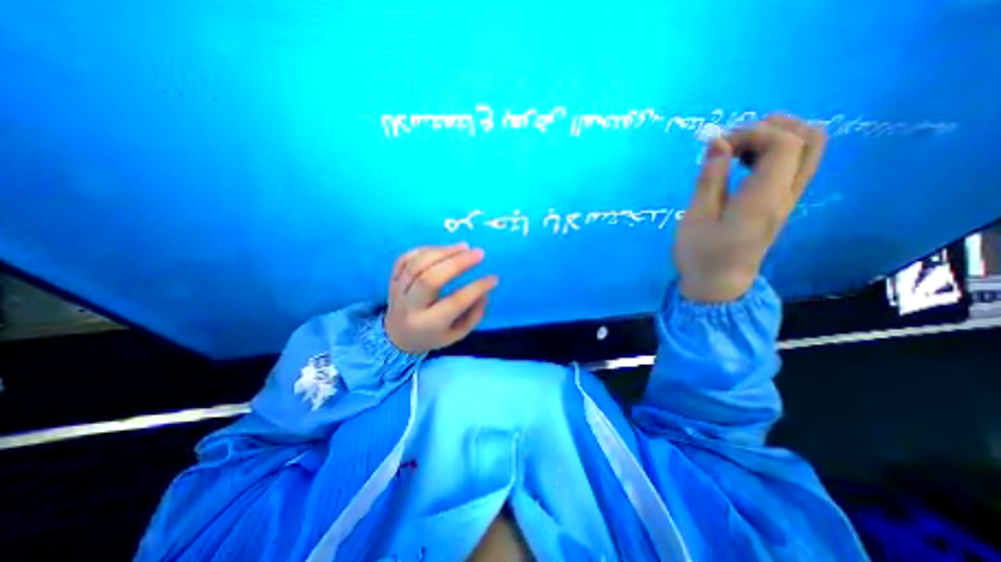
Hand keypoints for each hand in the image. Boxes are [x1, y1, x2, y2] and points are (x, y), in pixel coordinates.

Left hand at [384, 244, 498, 352]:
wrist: (398, 336)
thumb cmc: (432, 335)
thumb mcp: (456, 334)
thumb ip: (473, 316)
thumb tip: (484, 292)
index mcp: (428, 324)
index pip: (455, 302)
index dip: (476, 288)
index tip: (494, 278)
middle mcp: (410, 307)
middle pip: (431, 278)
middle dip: (458, 263)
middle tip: (479, 253)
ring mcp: (398, 291)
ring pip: (417, 265)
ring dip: (443, 252)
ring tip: (464, 246)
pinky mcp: (392, 279)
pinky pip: (405, 258)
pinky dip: (425, 250)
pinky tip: (443, 249)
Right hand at [675, 111, 823, 301]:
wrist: (717, 285)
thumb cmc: (700, 254)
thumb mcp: (696, 217)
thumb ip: (710, 178)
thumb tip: (718, 142)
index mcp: (764, 198)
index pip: (784, 143)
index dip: (753, 132)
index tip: (717, 144)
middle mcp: (786, 194)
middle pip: (810, 138)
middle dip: (772, 127)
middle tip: (733, 140)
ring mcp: (787, 200)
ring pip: (807, 150)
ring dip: (774, 138)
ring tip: (735, 150)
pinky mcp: (780, 205)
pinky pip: (792, 166)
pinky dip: (772, 153)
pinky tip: (741, 163)